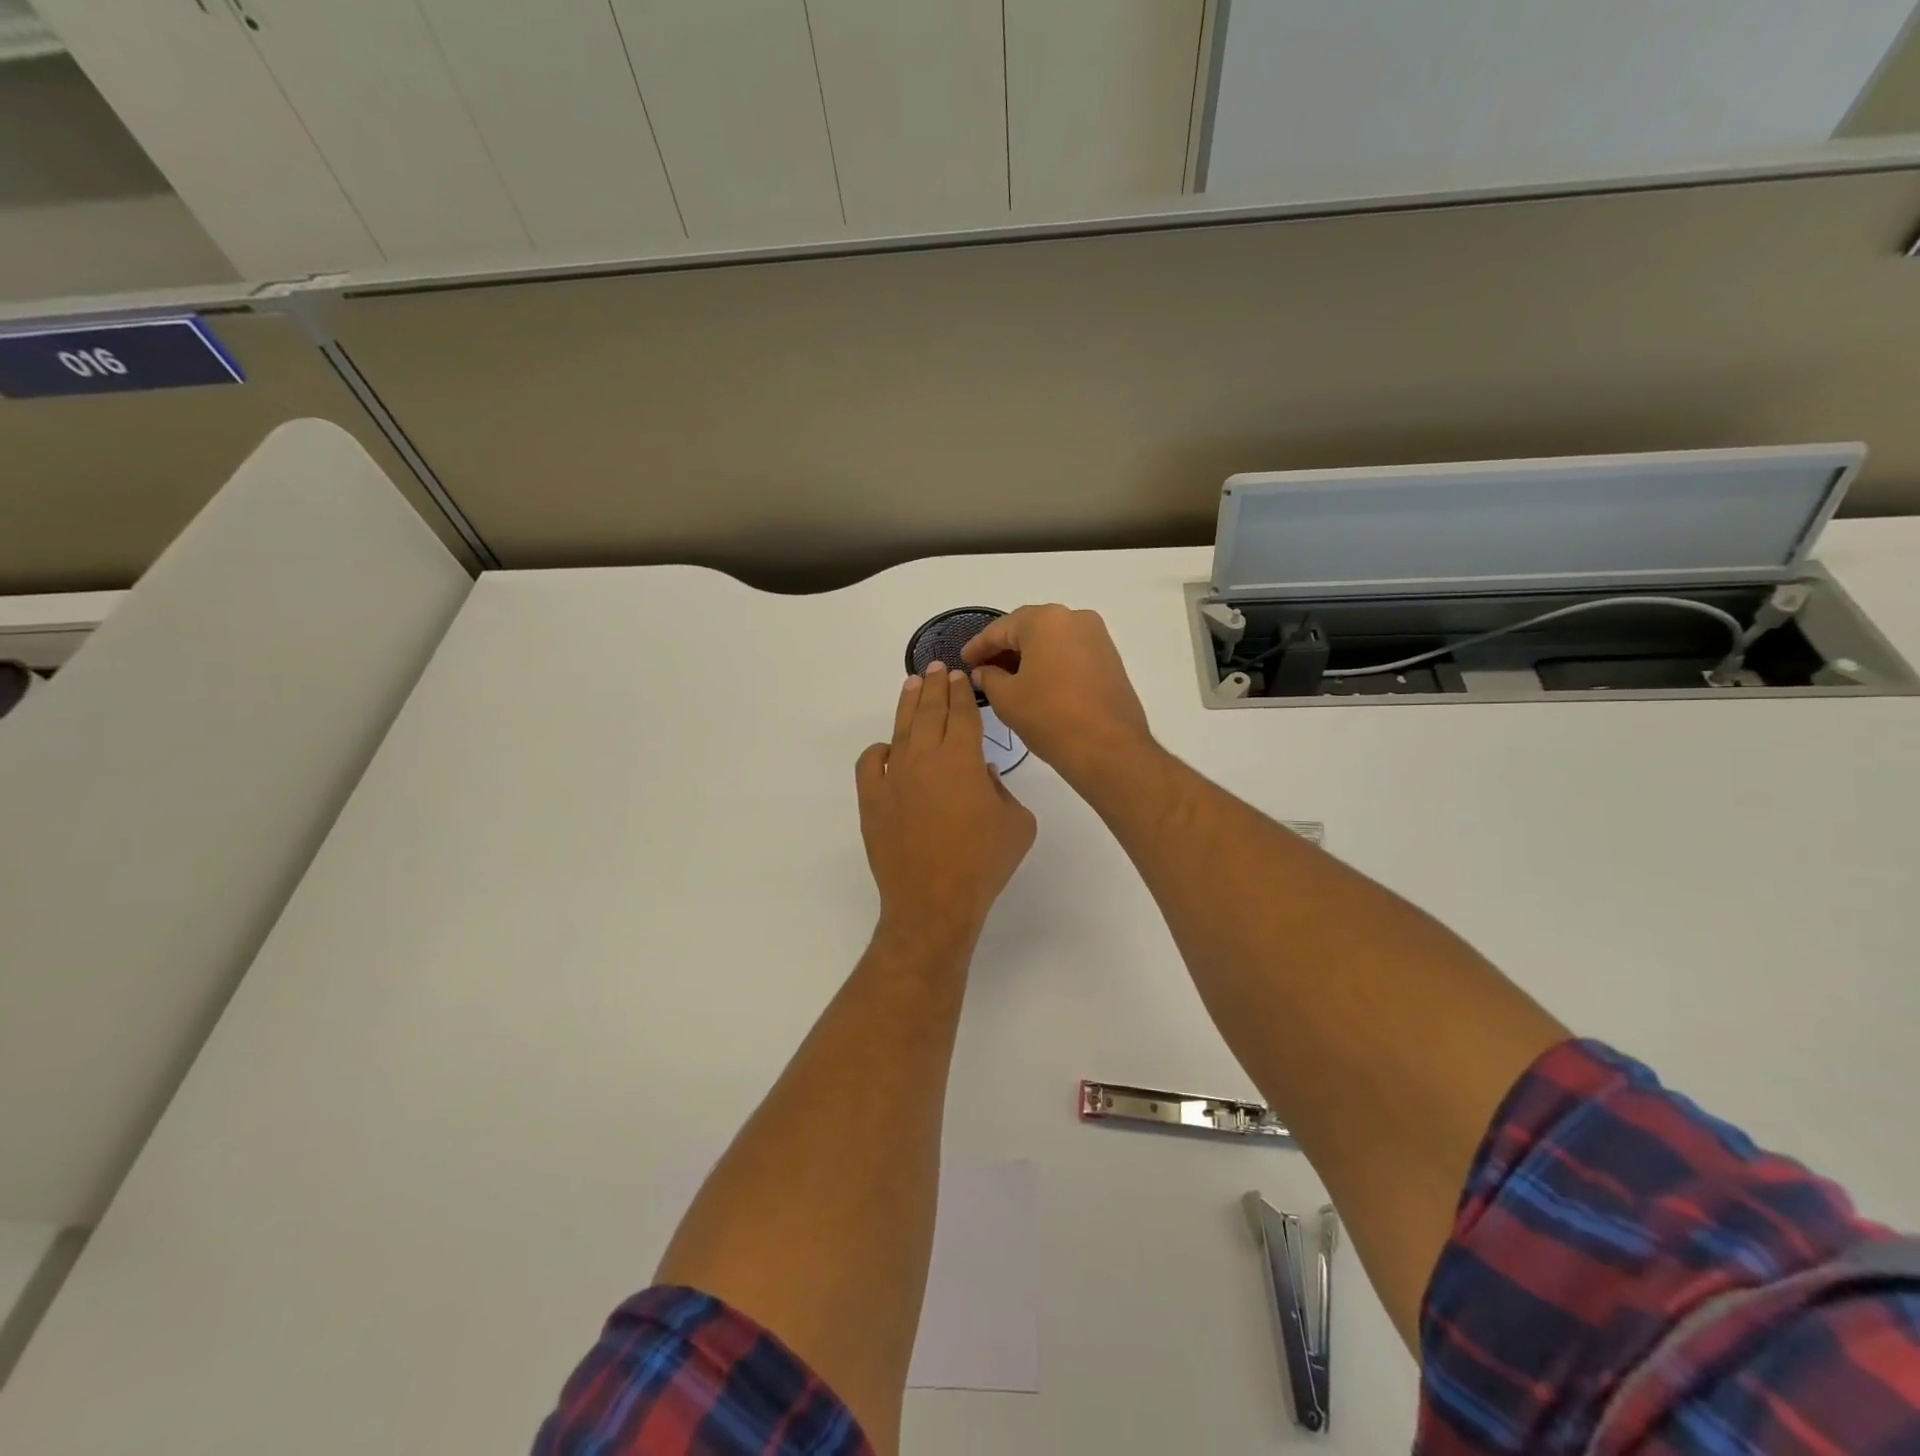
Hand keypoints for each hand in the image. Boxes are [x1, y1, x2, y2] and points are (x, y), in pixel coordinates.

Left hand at [856, 664, 1036, 938]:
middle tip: (936, 667)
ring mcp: (894, 778)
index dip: (962, 693)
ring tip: (912, 684)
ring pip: (901, 730)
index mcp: (963, 759)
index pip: (963, 714)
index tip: (959, 676)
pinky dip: (878, 752)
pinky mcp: (872, 800)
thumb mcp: (1017, 824)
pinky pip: (871, 765)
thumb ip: (1004, 791)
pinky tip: (887, 748)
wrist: (934, 901)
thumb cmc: (984, 863)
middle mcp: (926, 758)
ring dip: (908, 704)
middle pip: (930, 711)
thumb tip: (983, 776)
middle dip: (935, 685)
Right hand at [960, 605, 1153, 786]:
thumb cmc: (1050, 717)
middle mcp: (1074, 618)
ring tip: (1007, 681)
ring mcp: (1097, 637)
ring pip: (1052, 641)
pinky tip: (1036, 685)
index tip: (964, 661)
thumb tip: (984, 671)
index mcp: (1045, 620)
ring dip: (1028, 657)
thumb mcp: (1007, 698)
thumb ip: (989, 678)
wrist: (1108, 748)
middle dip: (1004, 649)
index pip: (1000, 629)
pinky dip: (1050, 664)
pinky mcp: (1110, 659)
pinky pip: (1070, 653)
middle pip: (1029, 629)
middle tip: (983, 671)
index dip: (978, 647)